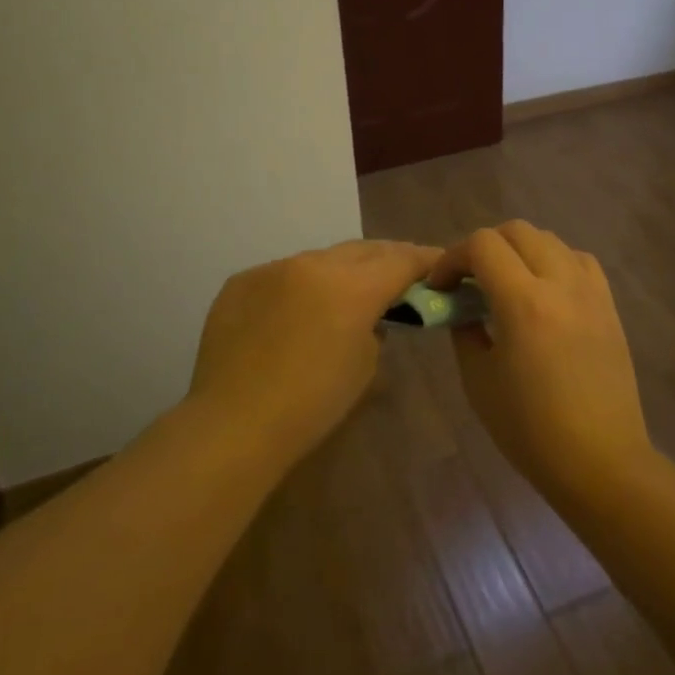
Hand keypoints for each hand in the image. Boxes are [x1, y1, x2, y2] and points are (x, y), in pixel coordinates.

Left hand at [189, 239, 439, 457]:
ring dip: (342, 271)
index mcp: (353, 286)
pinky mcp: (240, 282)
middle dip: (388, 258)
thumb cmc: (312, 405)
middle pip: (364, 250)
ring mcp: (273, 268)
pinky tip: (298, 310)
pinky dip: (301, 286)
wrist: (233, 425)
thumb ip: (376, 328)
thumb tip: (369, 316)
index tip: (441, 263)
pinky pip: (283, 274)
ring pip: (320, 259)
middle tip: (402, 273)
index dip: (426, 260)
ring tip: (348, 291)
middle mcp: (313, 264)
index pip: (401, 260)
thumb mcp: (365, 366)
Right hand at [430, 221, 652, 500]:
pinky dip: (555, 262)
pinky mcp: (609, 306)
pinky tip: (545, 291)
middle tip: (469, 281)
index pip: (483, 245)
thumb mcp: (479, 381)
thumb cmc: (531, 430)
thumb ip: (465, 332)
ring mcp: (591, 292)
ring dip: (520, 250)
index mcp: (523, 303)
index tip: (441, 286)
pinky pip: (579, 261)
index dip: (452, 257)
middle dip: (484, 247)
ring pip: (551, 240)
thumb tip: (462, 308)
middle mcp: (561, 284)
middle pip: (518, 231)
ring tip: (507, 283)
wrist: (600, 460)